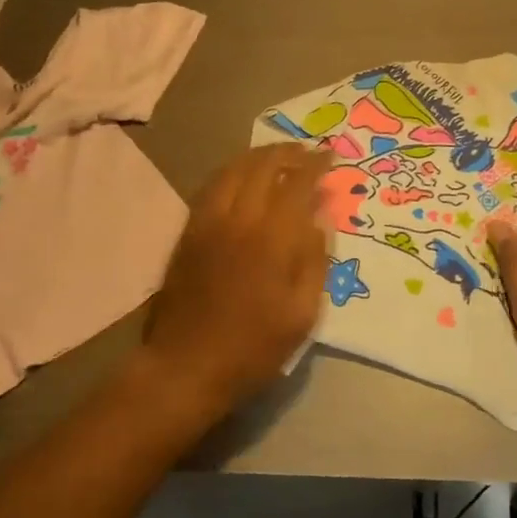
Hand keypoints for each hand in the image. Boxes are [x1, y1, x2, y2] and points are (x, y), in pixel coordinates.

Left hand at [143, 143, 330, 412]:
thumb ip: (314, 262)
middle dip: (287, 152)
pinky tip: (240, 176)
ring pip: (232, 170)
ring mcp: (208, 223)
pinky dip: (230, 171)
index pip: (296, 184)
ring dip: (257, 156)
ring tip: (276, 156)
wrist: (186, 366)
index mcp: (272, 240)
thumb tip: (319, 221)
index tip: (330, 157)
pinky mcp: (188, 232)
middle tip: (306, 152)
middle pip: (262, 166)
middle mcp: (238, 220)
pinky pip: (210, 187)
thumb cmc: (253, 348)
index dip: (315, 165)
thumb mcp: (302, 315)